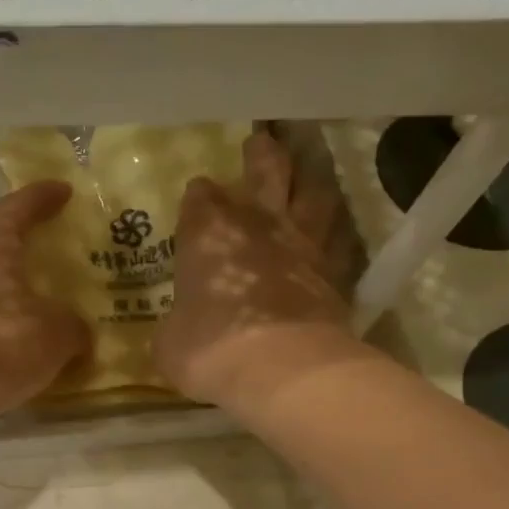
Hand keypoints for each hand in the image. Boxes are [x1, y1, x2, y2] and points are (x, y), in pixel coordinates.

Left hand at [0, 180, 91, 419]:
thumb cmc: (1, 345)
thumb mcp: (58, 334)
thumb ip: (74, 324)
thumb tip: (78, 329)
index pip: (20, 206)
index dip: (44, 197)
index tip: (64, 190)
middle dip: (16, 223)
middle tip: (43, 227)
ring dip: (4, 261)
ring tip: (34, 273)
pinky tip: (16, 313)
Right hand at [153, 129, 362, 409]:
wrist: (283, 367)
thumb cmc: (210, 347)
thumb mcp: (170, 344)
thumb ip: (175, 328)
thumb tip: (177, 332)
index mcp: (207, 232)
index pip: (200, 197)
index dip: (199, 196)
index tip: (198, 197)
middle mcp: (257, 224)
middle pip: (266, 171)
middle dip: (261, 155)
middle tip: (262, 141)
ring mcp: (302, 244)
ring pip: (313, 195)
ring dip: (309, 182)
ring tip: (307, 177)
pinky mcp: (336, 272)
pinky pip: (338, 240)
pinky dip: (333, 235)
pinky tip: (331, 237)